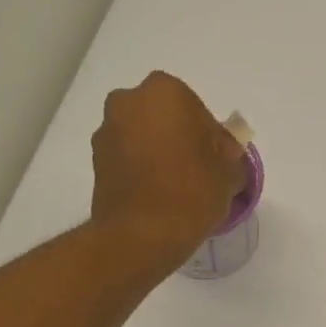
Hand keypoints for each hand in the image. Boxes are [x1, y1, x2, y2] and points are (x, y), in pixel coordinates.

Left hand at [90, 72, 245, 259]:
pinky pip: (126, 158)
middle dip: (178, 138)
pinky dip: (139, 170)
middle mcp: (128, 101)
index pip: (196, 109)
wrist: (141, 235)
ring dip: (156, 153)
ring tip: (173, 188)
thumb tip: (223, 154)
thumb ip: (230, 155)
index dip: (209, 137)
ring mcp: (107, 131)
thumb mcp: (229, 173)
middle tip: (196, 172)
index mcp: (165, 91)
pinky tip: (155, 196)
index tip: (216, 162)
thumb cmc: (191, 193)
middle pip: (163, 117)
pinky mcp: (95, 161)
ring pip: (142, 136)